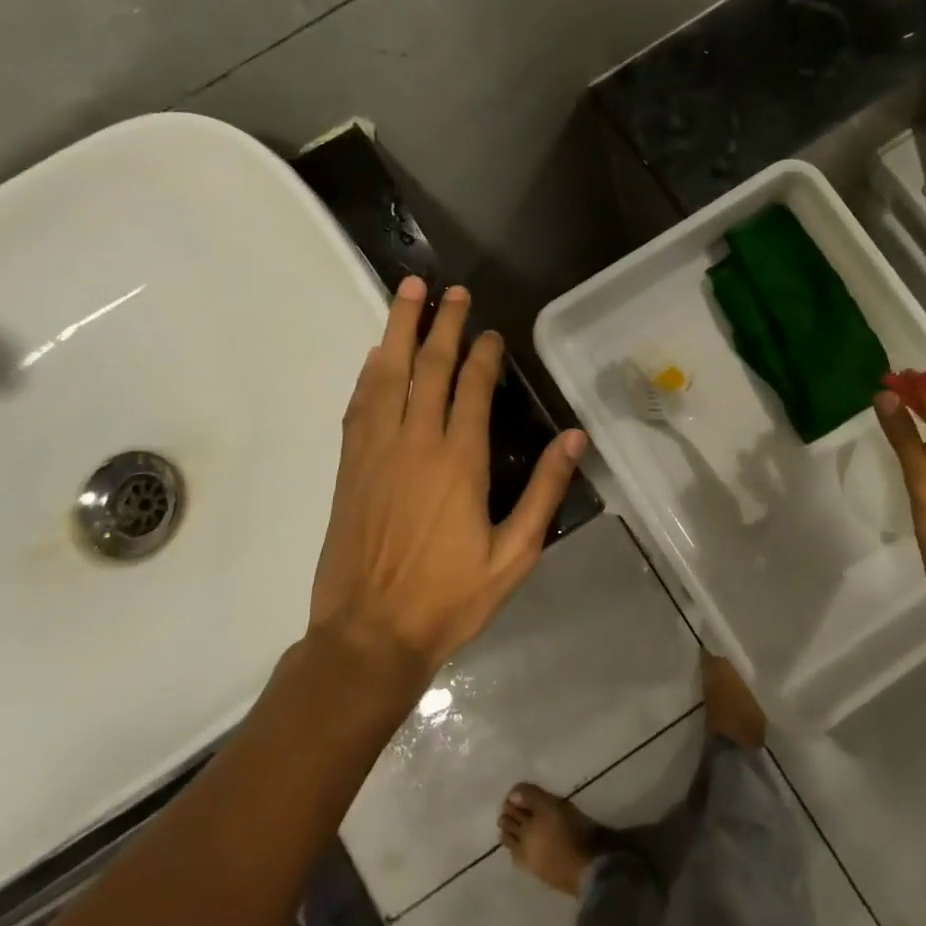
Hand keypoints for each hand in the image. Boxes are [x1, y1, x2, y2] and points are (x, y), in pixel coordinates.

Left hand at [308, 277, 587, 684]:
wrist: (369, 636)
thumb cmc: (450, 598)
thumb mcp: (515, 554)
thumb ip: (544, 491)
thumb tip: (575, 437)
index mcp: (459, 461)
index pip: (472, 388)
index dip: (483, 354)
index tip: (492, 333)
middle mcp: (415, 443)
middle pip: (428, 367)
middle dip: (442, 324)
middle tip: (451, 290)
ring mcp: (376, 451)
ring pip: (387, 374)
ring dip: (397, 330)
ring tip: (407, 292)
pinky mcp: (351, 466)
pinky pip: (360, 404)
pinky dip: (370, 372)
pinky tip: (375, 355)